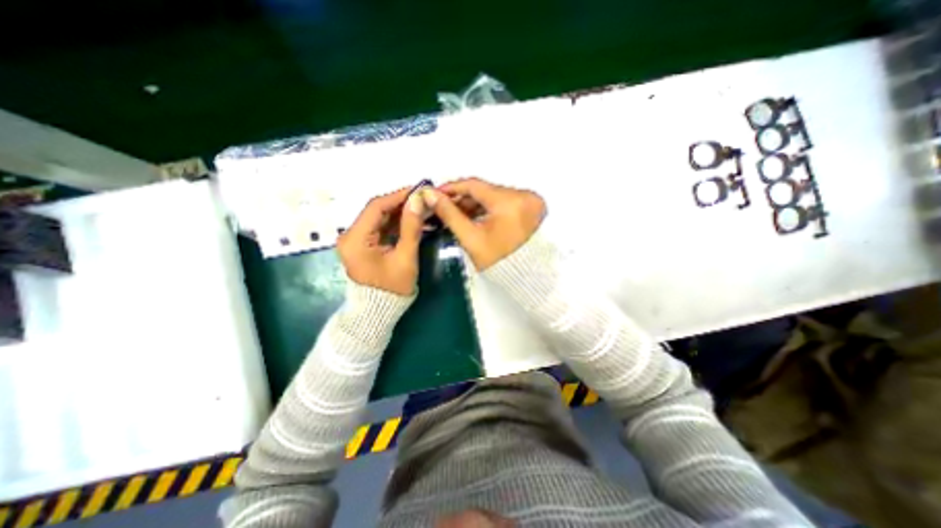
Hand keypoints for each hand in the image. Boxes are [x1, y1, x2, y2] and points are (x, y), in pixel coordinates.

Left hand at [341, 185, 425, 295]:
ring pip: (379, 218)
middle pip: (376, 211)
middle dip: (400, 204)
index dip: (398, 196)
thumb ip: (411, 227)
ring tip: (421, 208)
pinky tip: (411, 220)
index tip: (419, 190)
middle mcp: (350, 235)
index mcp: (355, 239)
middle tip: (423, 199)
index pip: (376, 207)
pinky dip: (395, 223)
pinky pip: (379, 228)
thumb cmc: (392, 288)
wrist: (378, 311)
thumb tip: (418, 200)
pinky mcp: (362, 244)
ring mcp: (355, 240)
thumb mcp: (405, 257)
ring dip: (399, 213)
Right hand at [425, 178, 549, 268]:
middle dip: (463, 198)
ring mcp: (530, 201)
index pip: (475, 185)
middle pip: (486, 190)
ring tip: (456, 213)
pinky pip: (504, 201)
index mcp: (511, 202)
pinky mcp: (531, 207)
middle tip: (443, 205)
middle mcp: (525, 196)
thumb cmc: (495, 261)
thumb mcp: (470, 237)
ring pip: (494, 195)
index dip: (453, 188)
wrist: (520, 277)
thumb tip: (430, 195)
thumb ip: (449, 213)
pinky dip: (488, 207)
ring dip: (474, 203)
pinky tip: (473, 215)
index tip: (436, 192)